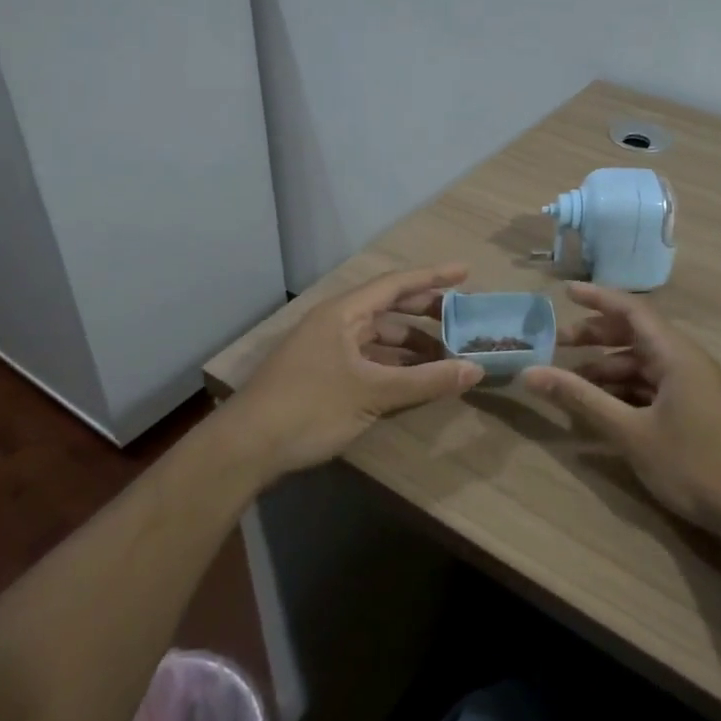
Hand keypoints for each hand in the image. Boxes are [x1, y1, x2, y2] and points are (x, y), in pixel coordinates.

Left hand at [230, 264, 482, 480]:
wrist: (245, 448)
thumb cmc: (309, 408)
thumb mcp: (372, 393)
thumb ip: (426, 380)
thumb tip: (476, 369)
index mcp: (343, 313)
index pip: (396, 284)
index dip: (432, 277)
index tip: (466, 273)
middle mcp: (335, 324)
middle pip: (389, 309)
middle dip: (426, 313)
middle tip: (463, 319)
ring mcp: (327, 350)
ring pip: (379, 338)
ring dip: (412, 346)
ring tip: (447, 357)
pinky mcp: (323, 376)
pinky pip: (369, 360)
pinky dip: (394, 367)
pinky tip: (415, 380)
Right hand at [523, 283, 720, 534]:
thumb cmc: (696, 465)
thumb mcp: (631, 433)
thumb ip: (581, 400)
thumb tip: (531, 374)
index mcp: (677, 354)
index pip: (633, 310)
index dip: (598, 298)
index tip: (565, 292)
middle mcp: (688, 361)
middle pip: (637, 335)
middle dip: (597, 337)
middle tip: (558, 345)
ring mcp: (698, 387)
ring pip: (646, 364)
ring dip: (609, 368)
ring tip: (573, 383)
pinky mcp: (701, 411)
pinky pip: (657, 386)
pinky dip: (628, 389)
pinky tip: (606, 408)